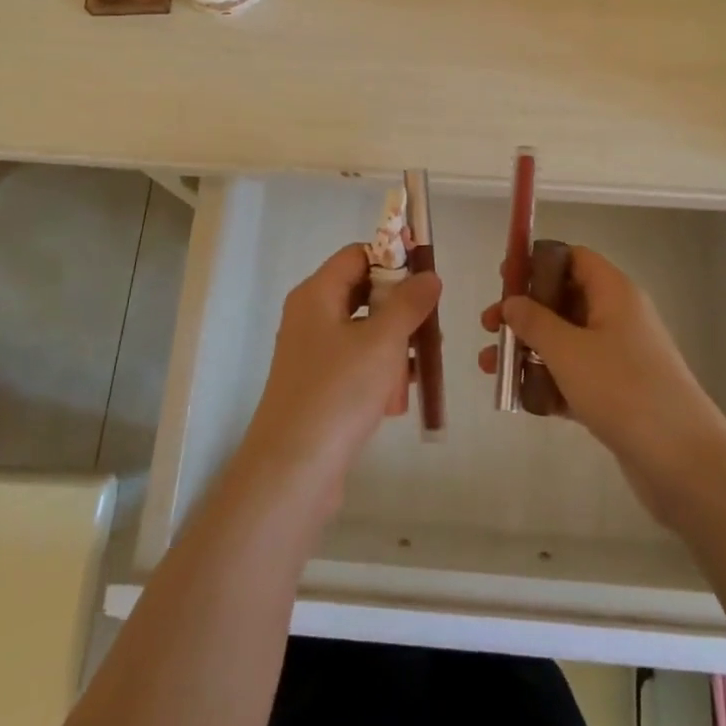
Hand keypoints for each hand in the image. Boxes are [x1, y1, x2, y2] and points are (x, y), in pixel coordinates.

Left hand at [241, 245, 441, 513]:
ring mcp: (312, 354)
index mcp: (317, 294)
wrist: (293, 470)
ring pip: (364, 332)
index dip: (392, 259)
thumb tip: (430, 275)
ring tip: (422, 366)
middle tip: (432, 326)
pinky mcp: (318, 388)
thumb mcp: (382, 340)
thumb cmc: (338, 391)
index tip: (427, 277)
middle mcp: (310, 317)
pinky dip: (379, 374)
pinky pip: (356, 365)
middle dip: (400, 308)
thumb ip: (409, 303)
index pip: (357, 255)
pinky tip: (398, 398)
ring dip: (395, 345)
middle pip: (363, 294)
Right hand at [479, 246, 725, 526]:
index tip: (504, 278)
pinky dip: (548, 382)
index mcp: (614, 293)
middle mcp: (619, 318)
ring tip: (491, 369)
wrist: (685, 463)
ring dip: (529, 350)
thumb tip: (513, 302)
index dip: (538, 263)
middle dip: (524, 312)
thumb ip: (534, 321)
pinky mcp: (618, 395)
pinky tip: (518, 398)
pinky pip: (575, 376)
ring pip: (565, 341)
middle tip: (489, 327)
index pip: (574, 259)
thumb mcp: (569, 350)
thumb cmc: (623, 389)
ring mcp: (620, 358)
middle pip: (564, 300)